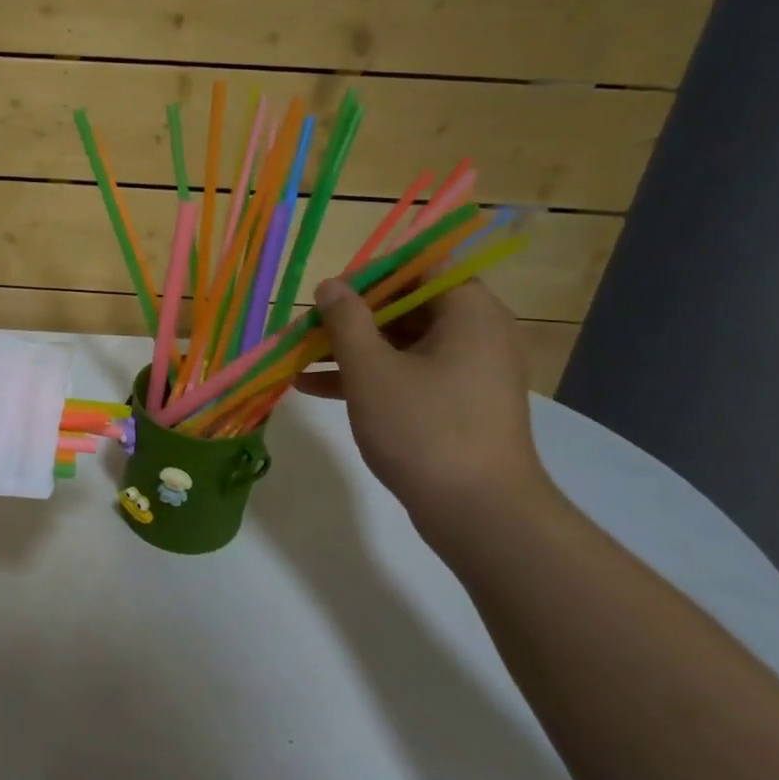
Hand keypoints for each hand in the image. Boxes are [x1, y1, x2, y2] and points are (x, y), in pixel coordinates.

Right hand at [296, 277, 550, 524]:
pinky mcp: (458, 404)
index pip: (418, 267)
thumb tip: (331, 285)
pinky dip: (369, 378)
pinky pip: (409, 375)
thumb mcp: (372, 370)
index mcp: (468, 311)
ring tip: (299, 359)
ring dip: (351, 350)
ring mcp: (469, 371)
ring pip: (402, 344)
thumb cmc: (423, 428)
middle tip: (307, 329)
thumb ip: (346, 321)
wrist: (479, 512)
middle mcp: (477, 332)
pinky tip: (316, 389)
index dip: (370, 275)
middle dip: (351, 317)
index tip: (328, 294)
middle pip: (406, 306)